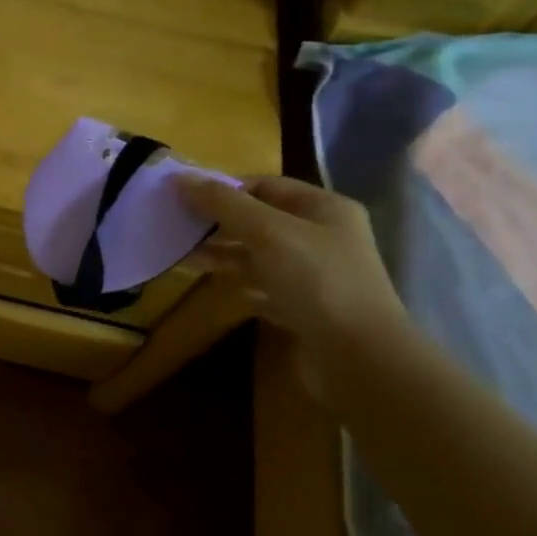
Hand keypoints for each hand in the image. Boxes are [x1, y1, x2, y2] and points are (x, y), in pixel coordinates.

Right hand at [176, 173, 409, 397]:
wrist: (359, 358)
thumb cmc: (316, 280)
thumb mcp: (267, 232)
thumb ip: (224, 203)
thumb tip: (180, 177)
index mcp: (324, 208)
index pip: (265, 185)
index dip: (224, 188)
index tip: (184, 198)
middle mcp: (322, 236)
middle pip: (260, 219)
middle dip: (219, 221)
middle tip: (177, 226)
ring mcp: (315, 274)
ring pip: (259, 253)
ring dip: (223, 252)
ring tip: (183, 255)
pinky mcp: (306, 307)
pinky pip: (264, 285)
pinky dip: (238, 281)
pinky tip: (212, 283)